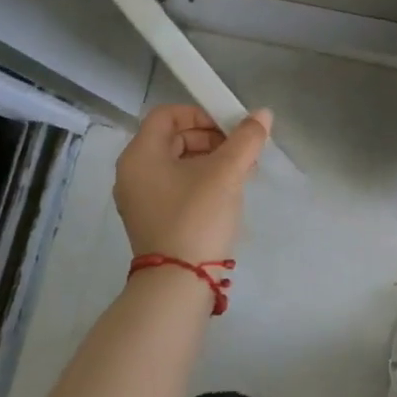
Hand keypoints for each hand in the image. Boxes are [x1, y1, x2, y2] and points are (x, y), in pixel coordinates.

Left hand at [113, 105, 271, 266]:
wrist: (178, 283)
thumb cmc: (197, 217)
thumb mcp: (226, 173)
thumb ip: (246, 139)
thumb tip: (263, 114)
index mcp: (140, 155)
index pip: (167, 115)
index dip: (200, 113)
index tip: (229, 127)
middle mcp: (133, 173)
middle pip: (173, 138)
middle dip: (211, 138)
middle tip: (241, 150)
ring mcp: (141, 199)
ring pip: (177, 164)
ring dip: (211, 160)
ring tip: (242, 172)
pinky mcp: (153, 220)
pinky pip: (176, 186)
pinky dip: (201, 181)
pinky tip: (228, 192)